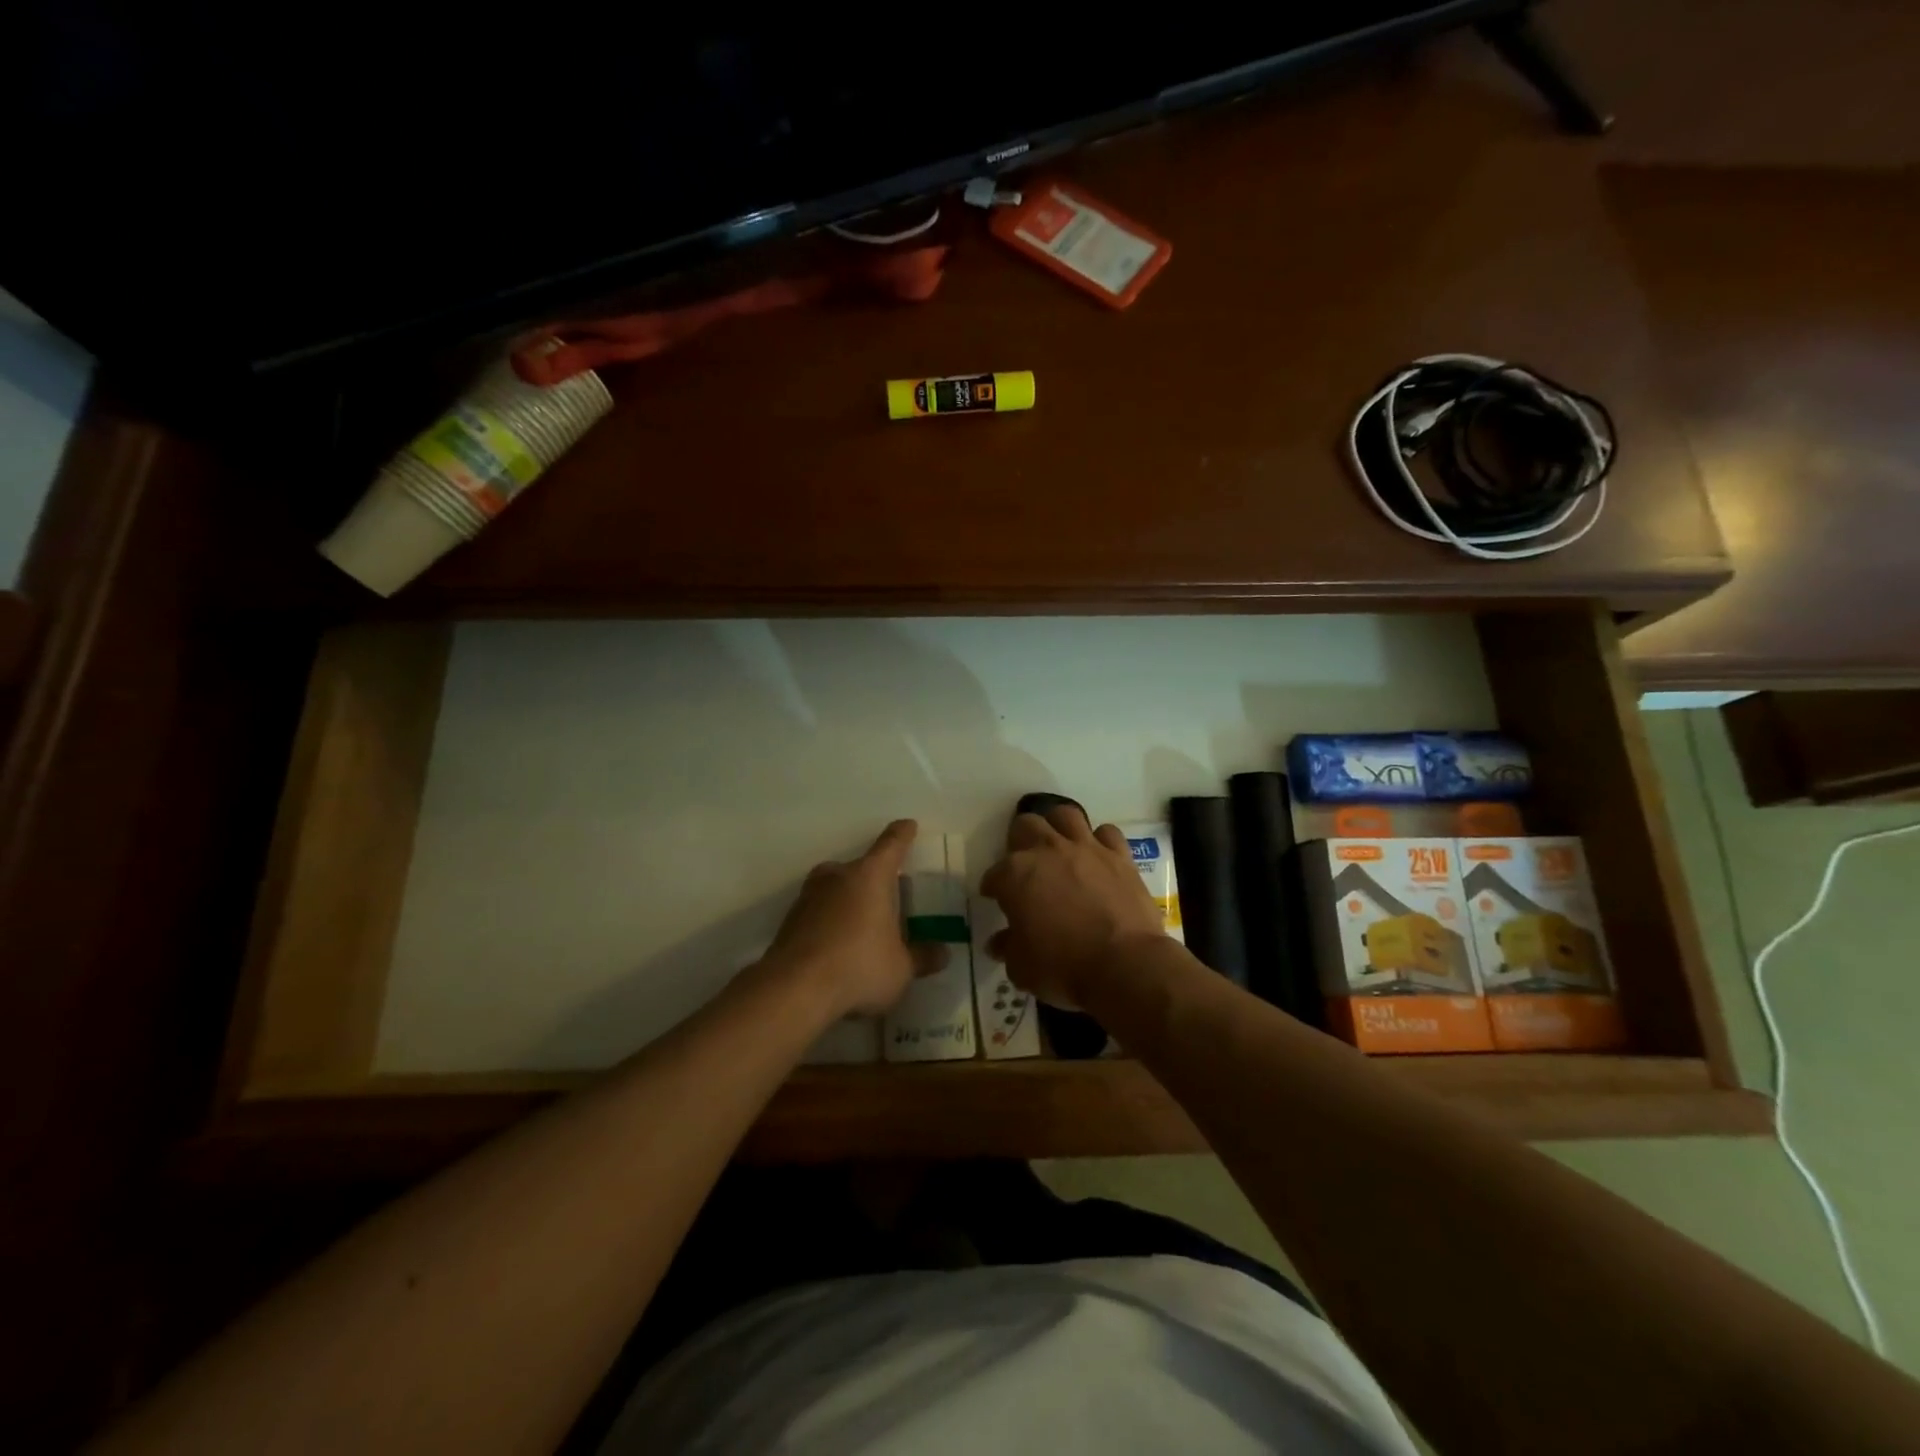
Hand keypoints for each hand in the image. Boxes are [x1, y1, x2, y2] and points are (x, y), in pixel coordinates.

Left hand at [760, 820, 942, 1019]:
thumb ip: (922, 958)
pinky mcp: (790, 920)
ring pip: (835, 888)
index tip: (908, 826)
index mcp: (871, 876)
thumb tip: (943, 953)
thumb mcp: (901, 968)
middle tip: (888, 897)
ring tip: (862, 924)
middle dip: (874, 878)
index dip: (902, 834)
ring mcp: (809, 896)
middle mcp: (838, 876)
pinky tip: (838, 945)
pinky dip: (829, 921)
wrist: (794, 989)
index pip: (891, 845)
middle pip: (860, 867)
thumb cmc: (859, 966)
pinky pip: (818, 911)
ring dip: (848, 899)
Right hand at [981, 806, 1166, 1009]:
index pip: (994, 874)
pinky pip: (1107, 833)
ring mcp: (1086, 848)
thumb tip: (998, 942)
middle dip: (1019, 840)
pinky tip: (1098, 855)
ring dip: (1057, 826)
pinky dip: (1100, 840)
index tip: (995, 897)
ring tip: (1058, 845)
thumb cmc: (1063, 967)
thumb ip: (1008, 947)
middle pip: (1025, 825)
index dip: (992, 886)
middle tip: (1024, 863)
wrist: (1125, 965)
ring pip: (1065, 815)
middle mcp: (1048, 851)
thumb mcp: (1022, 967)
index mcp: (1016, 874)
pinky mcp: (1119, 856)